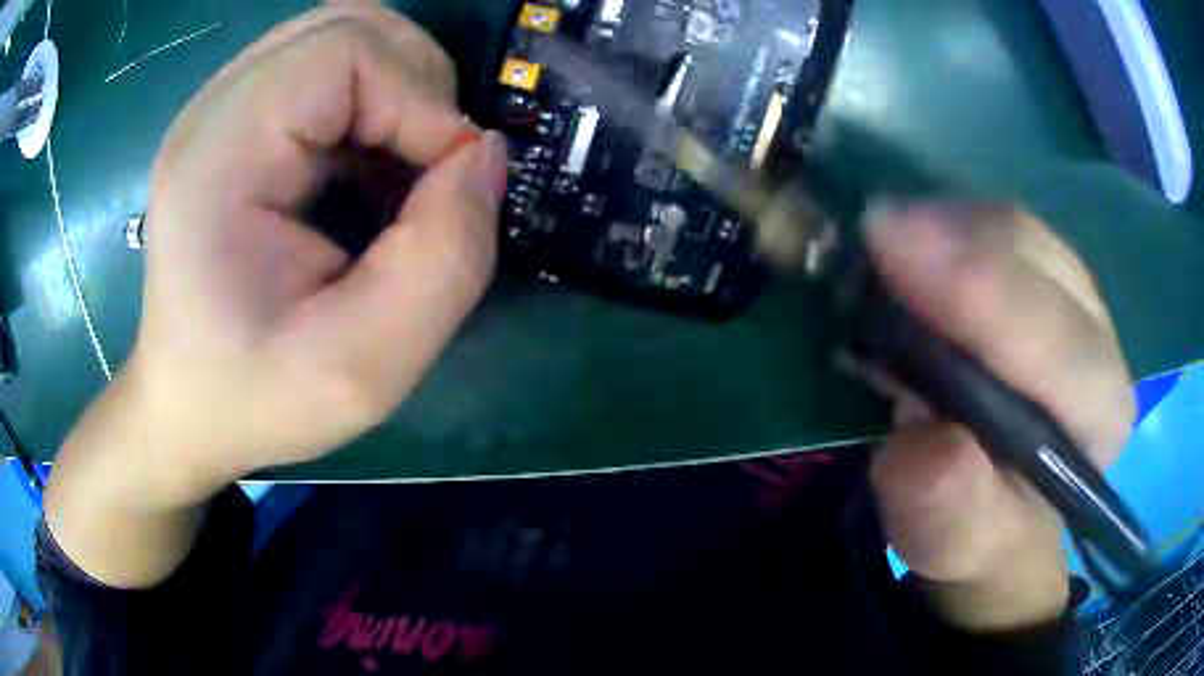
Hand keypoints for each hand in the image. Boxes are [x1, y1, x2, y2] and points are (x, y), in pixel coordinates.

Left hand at [126, 4, 505, 495]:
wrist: (188, 406)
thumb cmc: (256, 399)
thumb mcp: (365, 367)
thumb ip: (445, 258)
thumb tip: (485, 155)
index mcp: (218, 155)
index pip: (347, 51)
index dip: (422, 101)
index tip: (447, 184)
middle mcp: (216, 110)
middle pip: (351, 24)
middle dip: (417, 85)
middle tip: (424, 172)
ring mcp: (223, 108)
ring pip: (345, 35)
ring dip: (399, 90)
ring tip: (395, 170)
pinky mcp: (238, 120)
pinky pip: (328, 69)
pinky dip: (373, 105)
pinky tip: (363, 169)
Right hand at [864, 203, 1133, 629]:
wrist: (999, 496)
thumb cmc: (979, 524)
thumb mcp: (954, 543)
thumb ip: (949, 513)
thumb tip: (928, 446)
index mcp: (1098, 416)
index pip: (1057, 340)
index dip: (981, 294)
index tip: (892, 250)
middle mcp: (1099, 338)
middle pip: (1034, 258)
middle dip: (951, 241)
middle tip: (871, 239)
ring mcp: (1075, 292)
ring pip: (1012, 227)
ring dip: (941, 226)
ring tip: (884, 252)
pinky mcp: (1044, 268)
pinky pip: (994, 223)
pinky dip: (944, 222)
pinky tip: (912, 247)